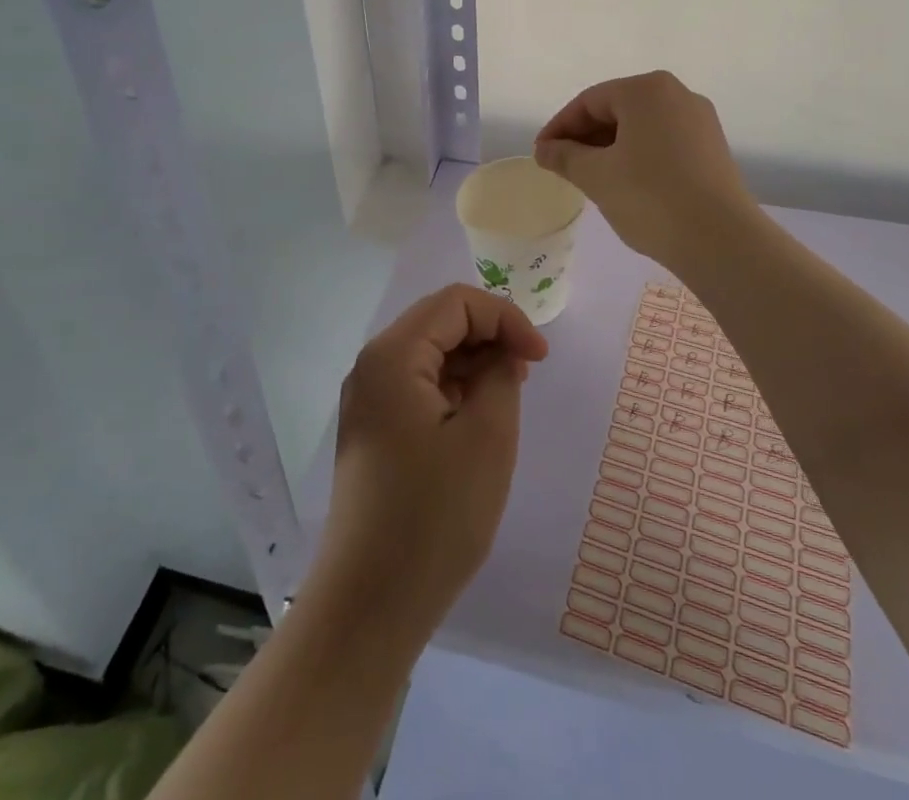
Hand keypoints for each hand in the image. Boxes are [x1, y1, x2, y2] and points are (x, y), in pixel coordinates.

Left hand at [312, 284, 548, 632]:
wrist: (370, 605)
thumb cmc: (435, 517)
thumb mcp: (487, 438)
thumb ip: (501, 375)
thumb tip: (501, 354)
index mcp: (392, 355)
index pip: (456, 303)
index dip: (505, 318)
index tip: (541, 358)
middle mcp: (372, 366)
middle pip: (439, 321)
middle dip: (489, 335)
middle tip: (527, 372)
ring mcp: (368, 400)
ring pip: (429, 353)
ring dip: (473, 361)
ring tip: (508, 394)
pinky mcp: (373, 430)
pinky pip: (418, 386)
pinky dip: (453, 388)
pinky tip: (477, 418)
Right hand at [534, 70, 757, 268]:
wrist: (721, 240)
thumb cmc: (650, 197)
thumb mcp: (596, 176)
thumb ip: (564, 156)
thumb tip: (544, 149)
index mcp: (646, 90)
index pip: (589, 101)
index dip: (559, 127)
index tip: (541, 154)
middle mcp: (677, 95)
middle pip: (617, 109)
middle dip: (585, 137)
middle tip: (562, 166)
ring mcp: (699, 121)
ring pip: (640, 127)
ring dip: (610, 147)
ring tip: (589, 177)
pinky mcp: (712, 148)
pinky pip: (663, 142)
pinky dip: (637, 156)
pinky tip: (625, 183)